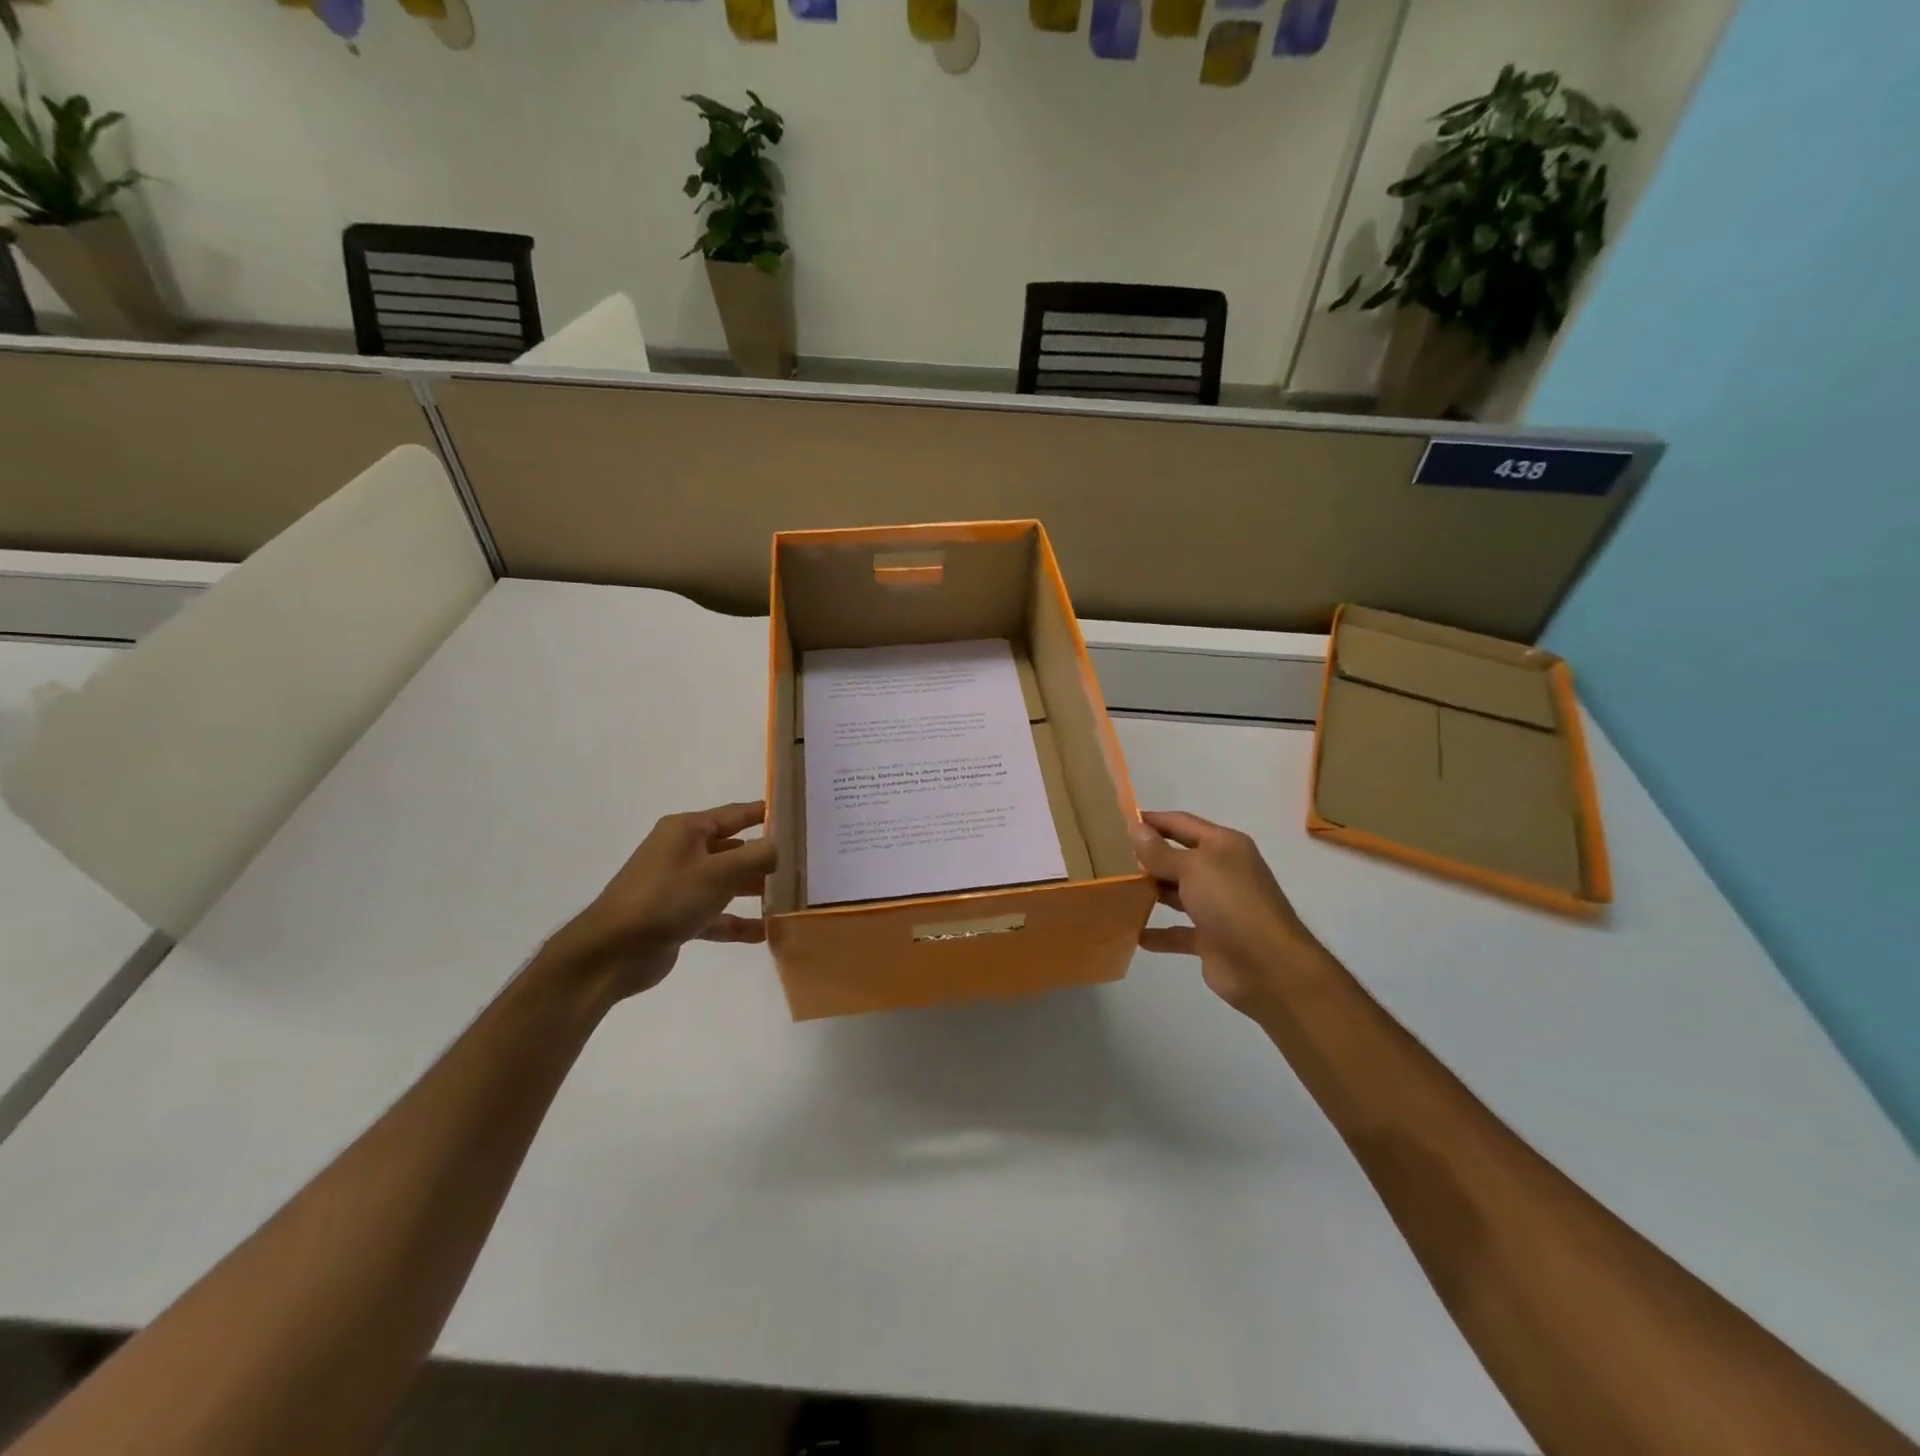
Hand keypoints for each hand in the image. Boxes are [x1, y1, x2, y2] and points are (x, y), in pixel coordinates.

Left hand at [541, 801, 777, 1000]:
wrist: (611, 952)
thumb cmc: (666, 899)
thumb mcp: (718, 873)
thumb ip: (755, 856)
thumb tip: (778, 847)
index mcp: (687, 830)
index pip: (735, 814)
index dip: (765, 814)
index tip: (797, 816)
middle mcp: (682, 852)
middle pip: (733, 849)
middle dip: (764, 858)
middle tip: (802, 864)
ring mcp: (678, 885)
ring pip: (725, 883)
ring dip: (753, 891)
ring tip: (788, 899)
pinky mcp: (676, 917)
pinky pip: (715, 915)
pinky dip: (736, 922)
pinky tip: (764, 933)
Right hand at [1132, 810, 1326, 1017]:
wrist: (1269, 967)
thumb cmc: (1231, 904)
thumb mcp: (1193, 868)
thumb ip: (1161, 852)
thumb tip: (1137, 829)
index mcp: (1223, 846)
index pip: (1181, 823)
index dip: (1153, 820)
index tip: (1119, 820)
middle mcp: (1221, 872)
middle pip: (1178, 857)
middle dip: (1148, 857)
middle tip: (1108, 857)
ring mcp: (1217, 907)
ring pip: (1176, 893)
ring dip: (1150, 892)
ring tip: (1115, 889)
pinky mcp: (1210, 939)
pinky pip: (1177, 931)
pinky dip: (1158, 933)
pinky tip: (1132, 932)